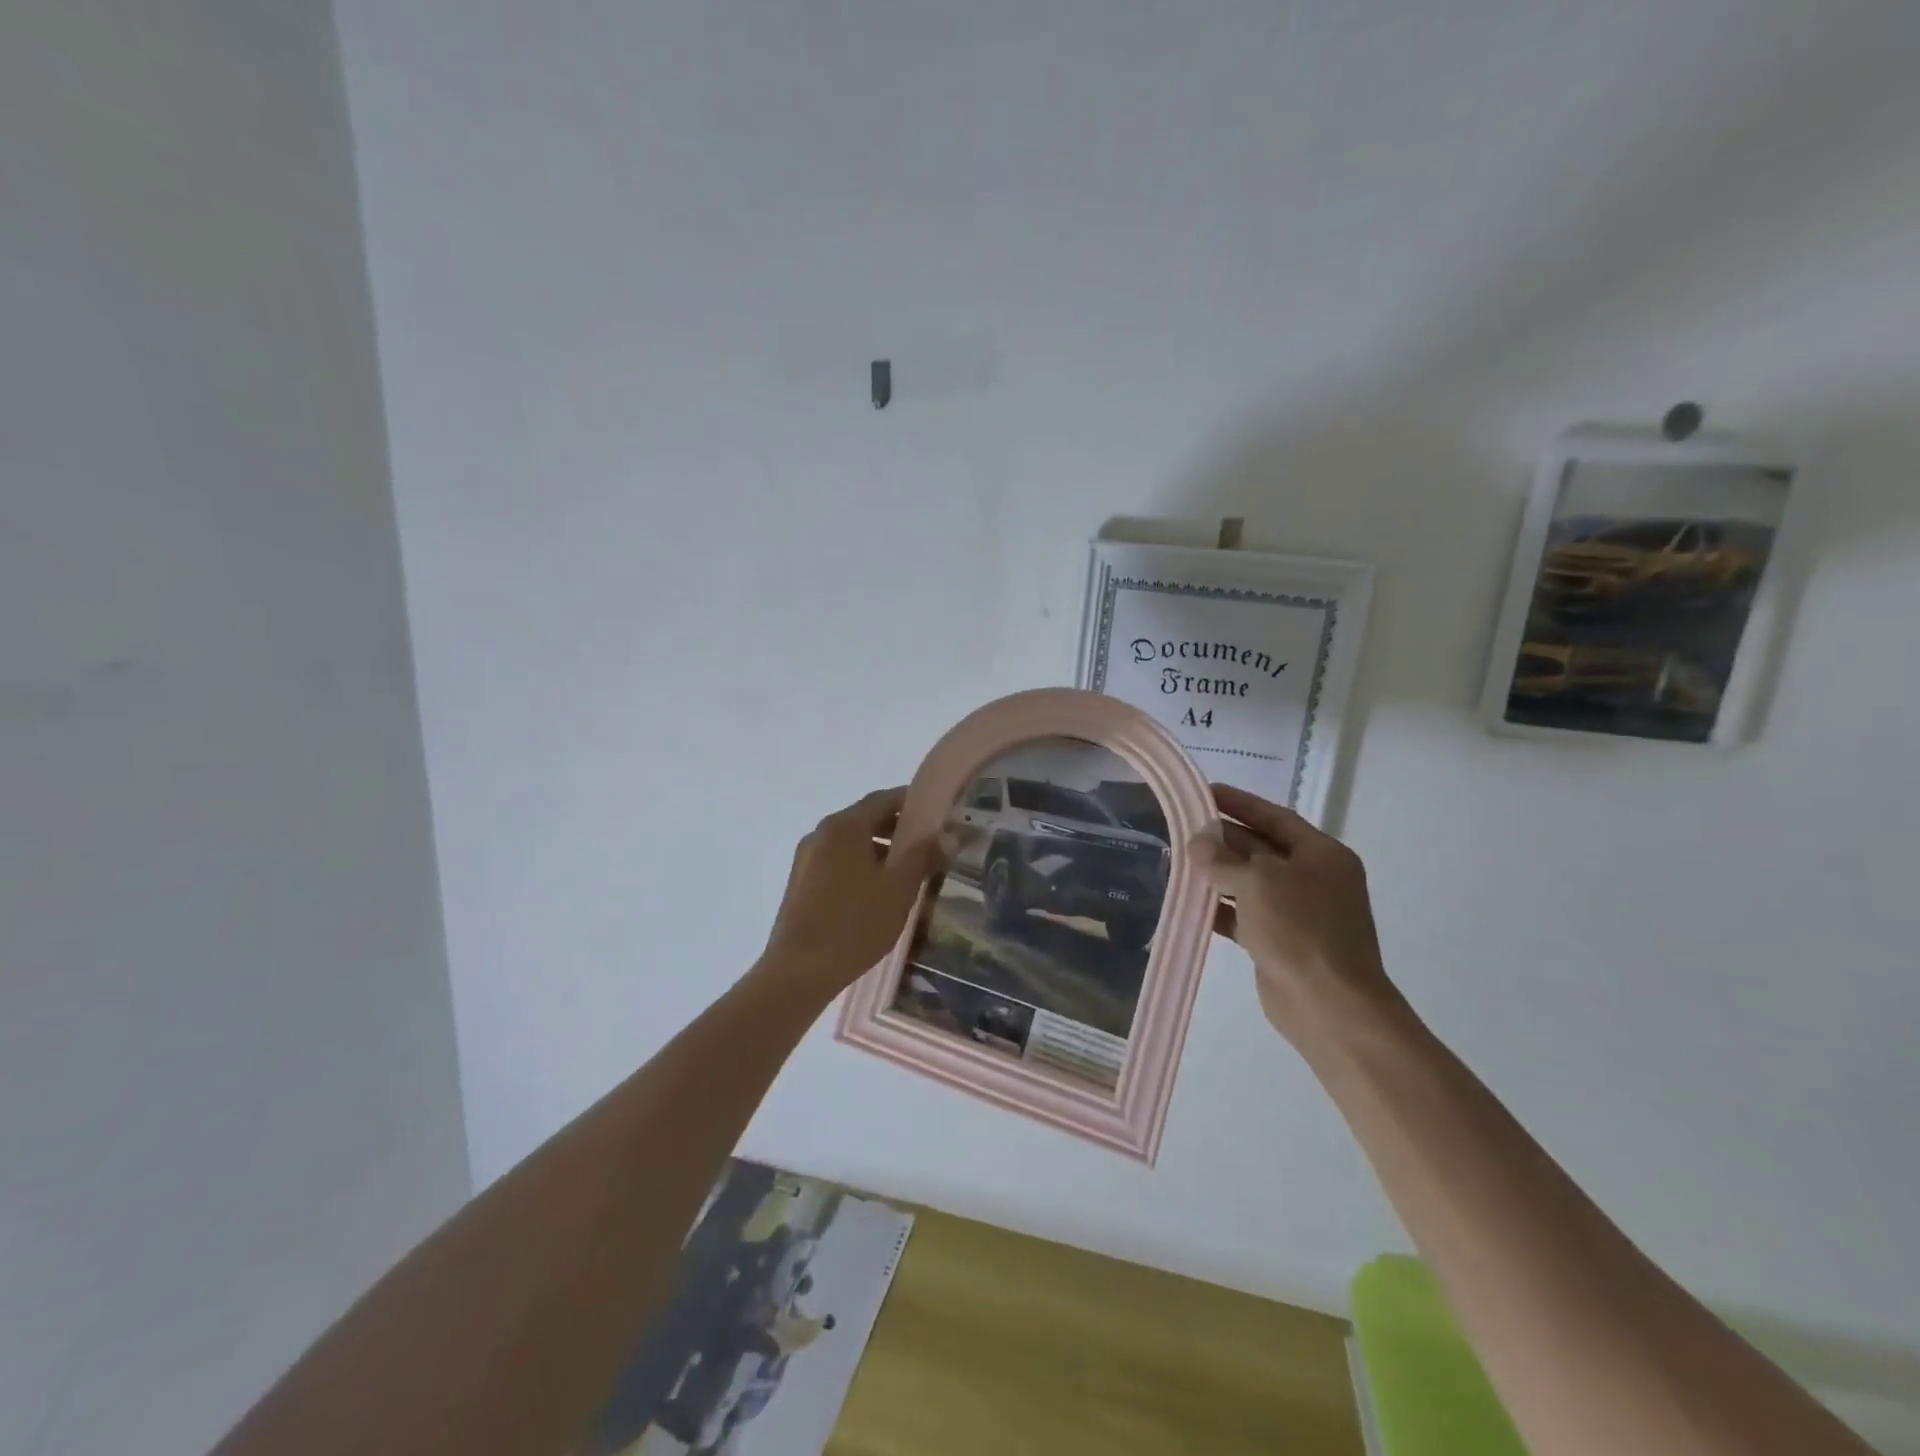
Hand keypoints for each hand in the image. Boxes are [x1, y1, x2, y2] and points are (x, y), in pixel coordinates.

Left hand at [758, 787, 946, 996]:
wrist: (799, 971)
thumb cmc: (855, 924)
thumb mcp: (899, 889)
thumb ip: (924, 856)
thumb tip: (948, 835)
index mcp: (844, 826)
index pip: (883, 799)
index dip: (911, 802)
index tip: (937, 813)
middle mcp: (821, 834)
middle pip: (865, 819)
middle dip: (897, 828)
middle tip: (928, 844)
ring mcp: (806, 859)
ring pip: (851, 843)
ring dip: (879, 850)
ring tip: (907, 872)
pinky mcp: (800, 883)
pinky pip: (837, 862)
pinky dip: (860, 866)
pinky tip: (877, 893)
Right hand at [1191, 784, 1400, 1041]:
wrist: (1329, 1006)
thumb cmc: (1300, 929)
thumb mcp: (1258, 882)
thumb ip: (1222, 859)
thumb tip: (1197, 843)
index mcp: (1321, 855)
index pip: (1275, 818)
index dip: (1240, 803)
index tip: (1205, 792)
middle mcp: (1312, 879)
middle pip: (1260, 848)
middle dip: (1222, 839)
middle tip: (1181, 827)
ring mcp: (1297, 913)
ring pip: (1249, 883)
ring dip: (1216, 874)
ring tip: (1177, 862)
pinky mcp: (1279, 943)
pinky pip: (1243, 916)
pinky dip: (1219, 909)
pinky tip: (1189, 903)